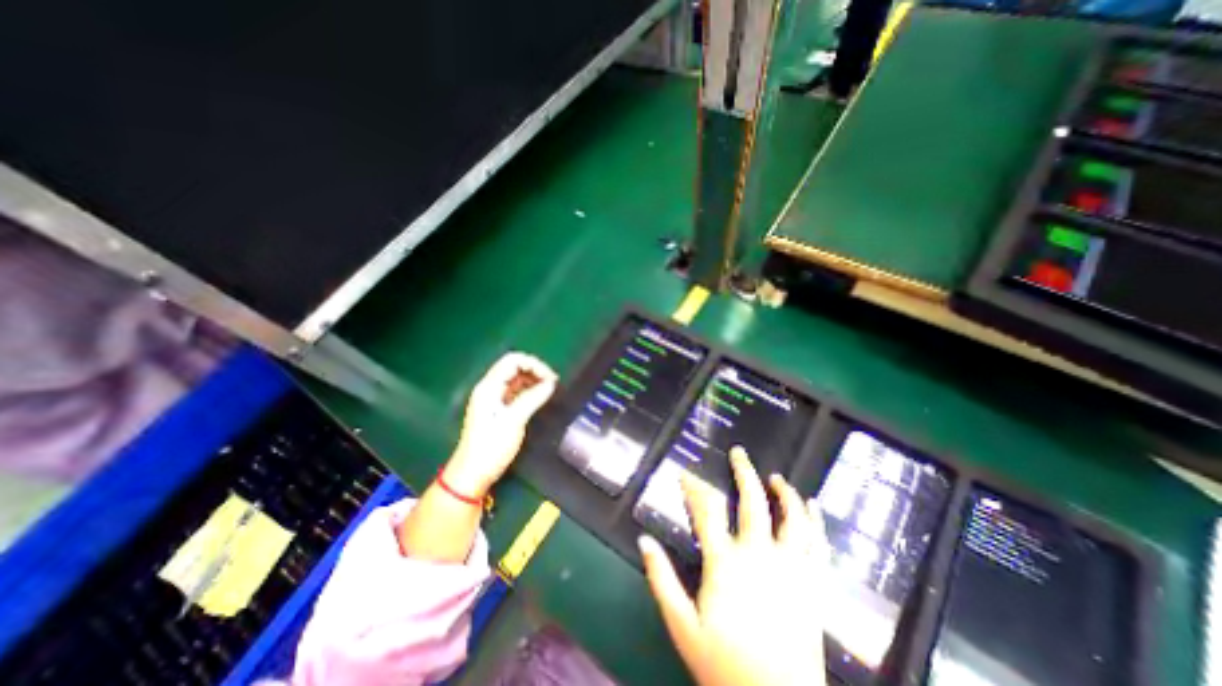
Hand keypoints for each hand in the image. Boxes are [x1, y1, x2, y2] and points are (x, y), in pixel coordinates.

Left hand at [446, 355, 558, 497]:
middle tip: (553, 383)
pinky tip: (541, 397)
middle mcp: (490, 388)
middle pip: (515, 367)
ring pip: (517, 379)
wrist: (473, 474)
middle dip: (535, 371)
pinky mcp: (499, 409)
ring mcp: (494, 399)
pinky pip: (517, 392)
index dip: (533, 364)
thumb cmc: (491, 447)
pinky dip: (530, 390)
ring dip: (534, 380)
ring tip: (550, 389)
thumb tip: (551, 383)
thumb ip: (532, 398)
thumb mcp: (514, 421)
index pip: (513, 361)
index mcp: (489, 387)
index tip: (550, 378)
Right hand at [641, 448, 831, 684]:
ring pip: (790, 518)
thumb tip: (643, 540)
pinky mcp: (812, 585)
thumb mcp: (682, 625)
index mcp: (725, 562)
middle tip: (739, 453)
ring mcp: (790, 568)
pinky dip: (816, 522)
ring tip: (777, 477)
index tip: (685, 472)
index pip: (705, 511)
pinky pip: (817, 545)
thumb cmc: (725, 665)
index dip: (693, 487)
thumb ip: (661, 579)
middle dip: (744, 473)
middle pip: (752, 503)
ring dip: (784, 493)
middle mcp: (759, 555)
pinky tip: (813, 506)